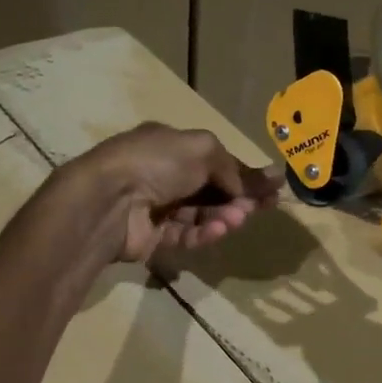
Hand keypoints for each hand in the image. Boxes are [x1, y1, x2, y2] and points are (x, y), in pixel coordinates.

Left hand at [71, 122, 280, 263]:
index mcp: (170, 145)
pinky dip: (204, 233)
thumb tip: (259, 182)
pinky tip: (219, 231)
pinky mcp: (153, 237)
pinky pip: (185, 234)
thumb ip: (233, 167)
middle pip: (211, 189)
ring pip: (201, 214)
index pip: (215, 160)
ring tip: (238, 220)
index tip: (273, 187)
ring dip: (223, 216)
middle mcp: (163, 174)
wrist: (108, 200)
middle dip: (239, 197)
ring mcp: (156, 207)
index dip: (244, 173)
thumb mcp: (202, 150)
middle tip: (265, 207)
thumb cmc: (156, 162)